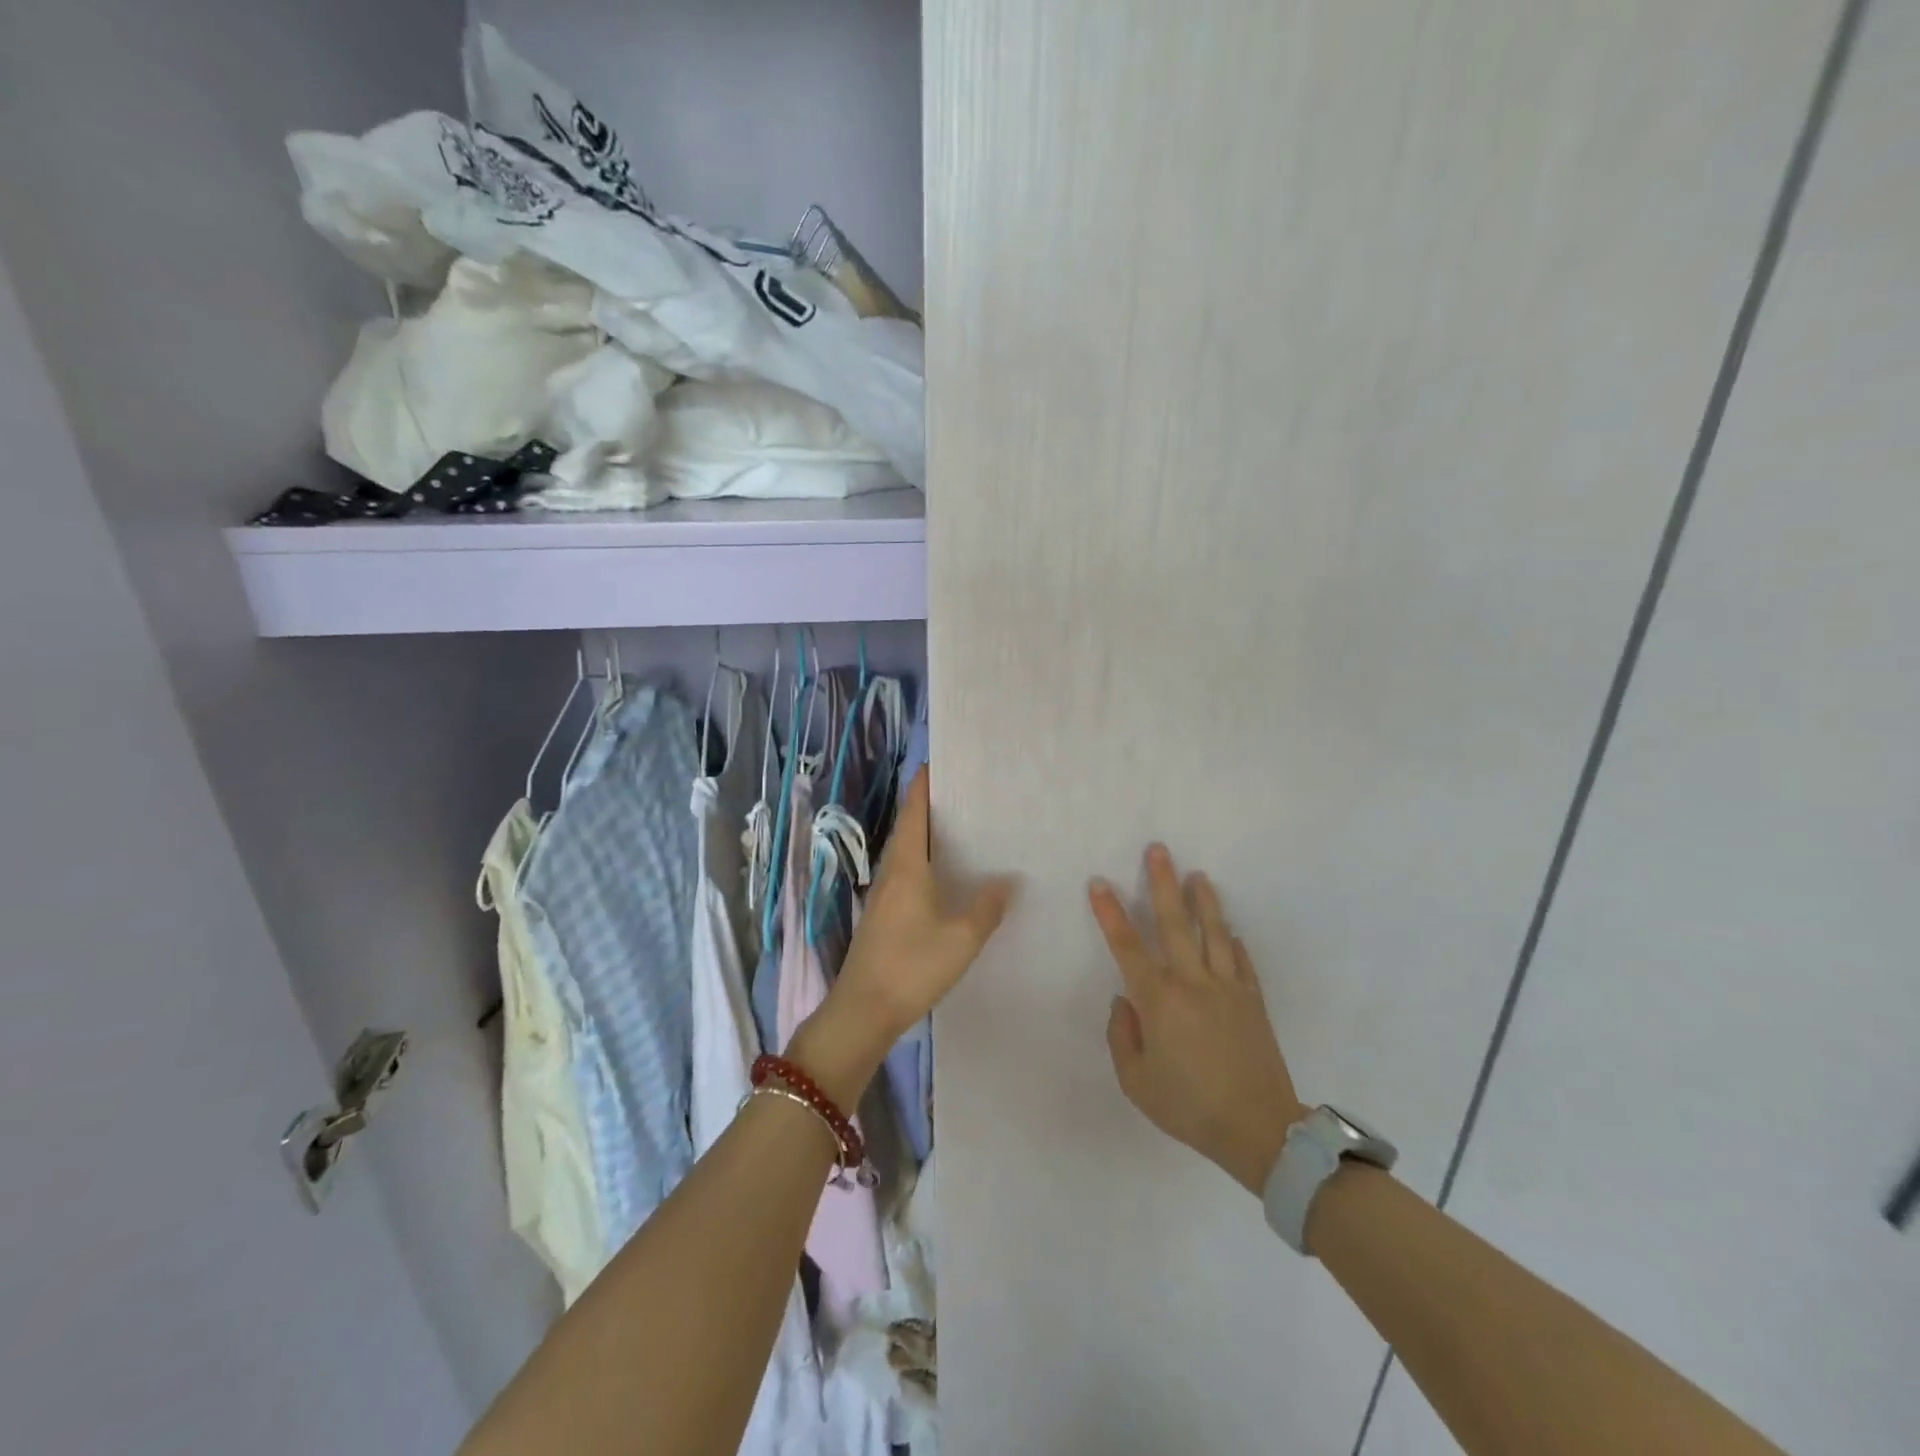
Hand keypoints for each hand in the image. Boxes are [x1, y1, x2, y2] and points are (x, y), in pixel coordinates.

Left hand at [794, 772, 1015, 1104]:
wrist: (863, 1010)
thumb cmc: (912, 966)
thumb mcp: (962, 938)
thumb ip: (986, 907)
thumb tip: (1006, 880)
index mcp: (906, 867)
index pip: (914, 812)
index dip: (923, 786)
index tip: (938, 763)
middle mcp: (891, 873)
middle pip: (909, 829)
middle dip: (930, 807)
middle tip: (963, 794)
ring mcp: (883, 895)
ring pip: (906, 853)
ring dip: (926, 836)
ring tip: (960, 829)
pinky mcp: (882, 916)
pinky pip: (905, 875)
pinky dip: (924, 862)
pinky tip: (944, 877)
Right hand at [1090, 845, 1306, 1194]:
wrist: (1259, 1130)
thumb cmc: (1189, 1106)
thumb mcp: (1137, 1082)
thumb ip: (1122, 1037)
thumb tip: (1125, 1002)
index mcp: (1159, 1000)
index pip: (1127, 946)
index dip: (1110, 913)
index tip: (1099, 884)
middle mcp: (1192, 982)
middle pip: (1174, 923)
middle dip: (1163, 883)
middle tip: (1158, 850)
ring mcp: (1227, 988)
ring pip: (1213, 932)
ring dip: (1203, 901)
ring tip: (1197, 875)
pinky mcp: (1253, 1000)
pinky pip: (1241, 961)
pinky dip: (1232, 942)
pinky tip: (1229, 931)